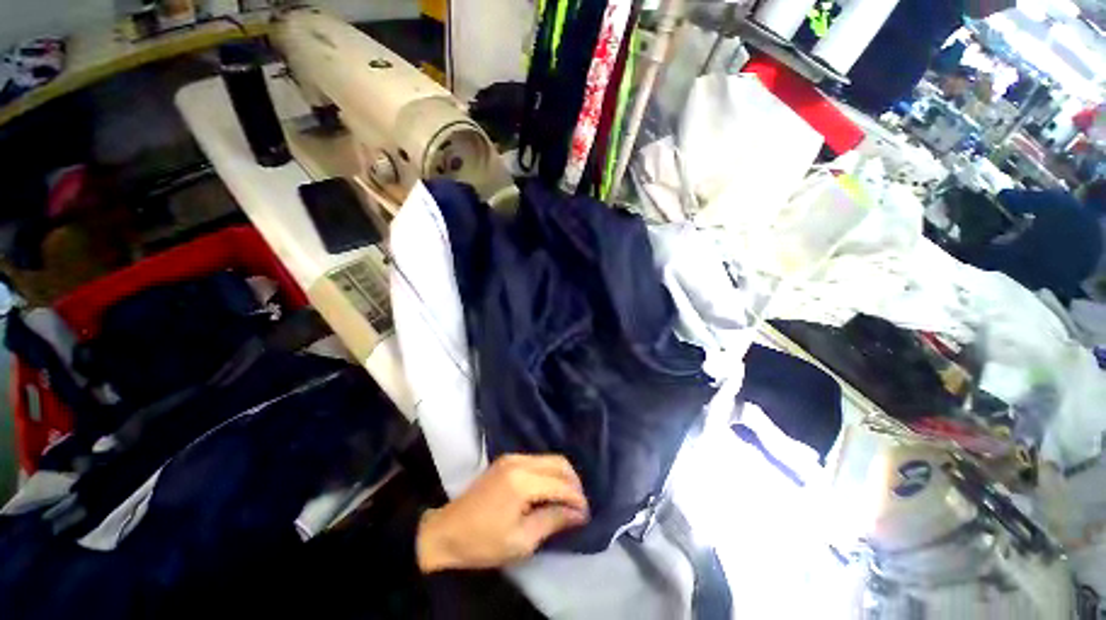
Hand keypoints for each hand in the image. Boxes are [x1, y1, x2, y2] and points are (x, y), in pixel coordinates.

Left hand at [416, 454, 589, 572]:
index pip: (560, 483)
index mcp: (522, 481)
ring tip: (567, 500)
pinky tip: (550, 490)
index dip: (577, 499)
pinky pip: (538, 460)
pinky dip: (549, 473)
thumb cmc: (483, 542)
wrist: (446, 531)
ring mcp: (512, 457)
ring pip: (549, 458)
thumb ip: (552, 521)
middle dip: (573, 483)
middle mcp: (519, 461)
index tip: (586, 515)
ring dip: (563, 476)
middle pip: (559, 462)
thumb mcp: (521, 541)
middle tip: (579, 506)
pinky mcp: (507, 460)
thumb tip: (578, 513)